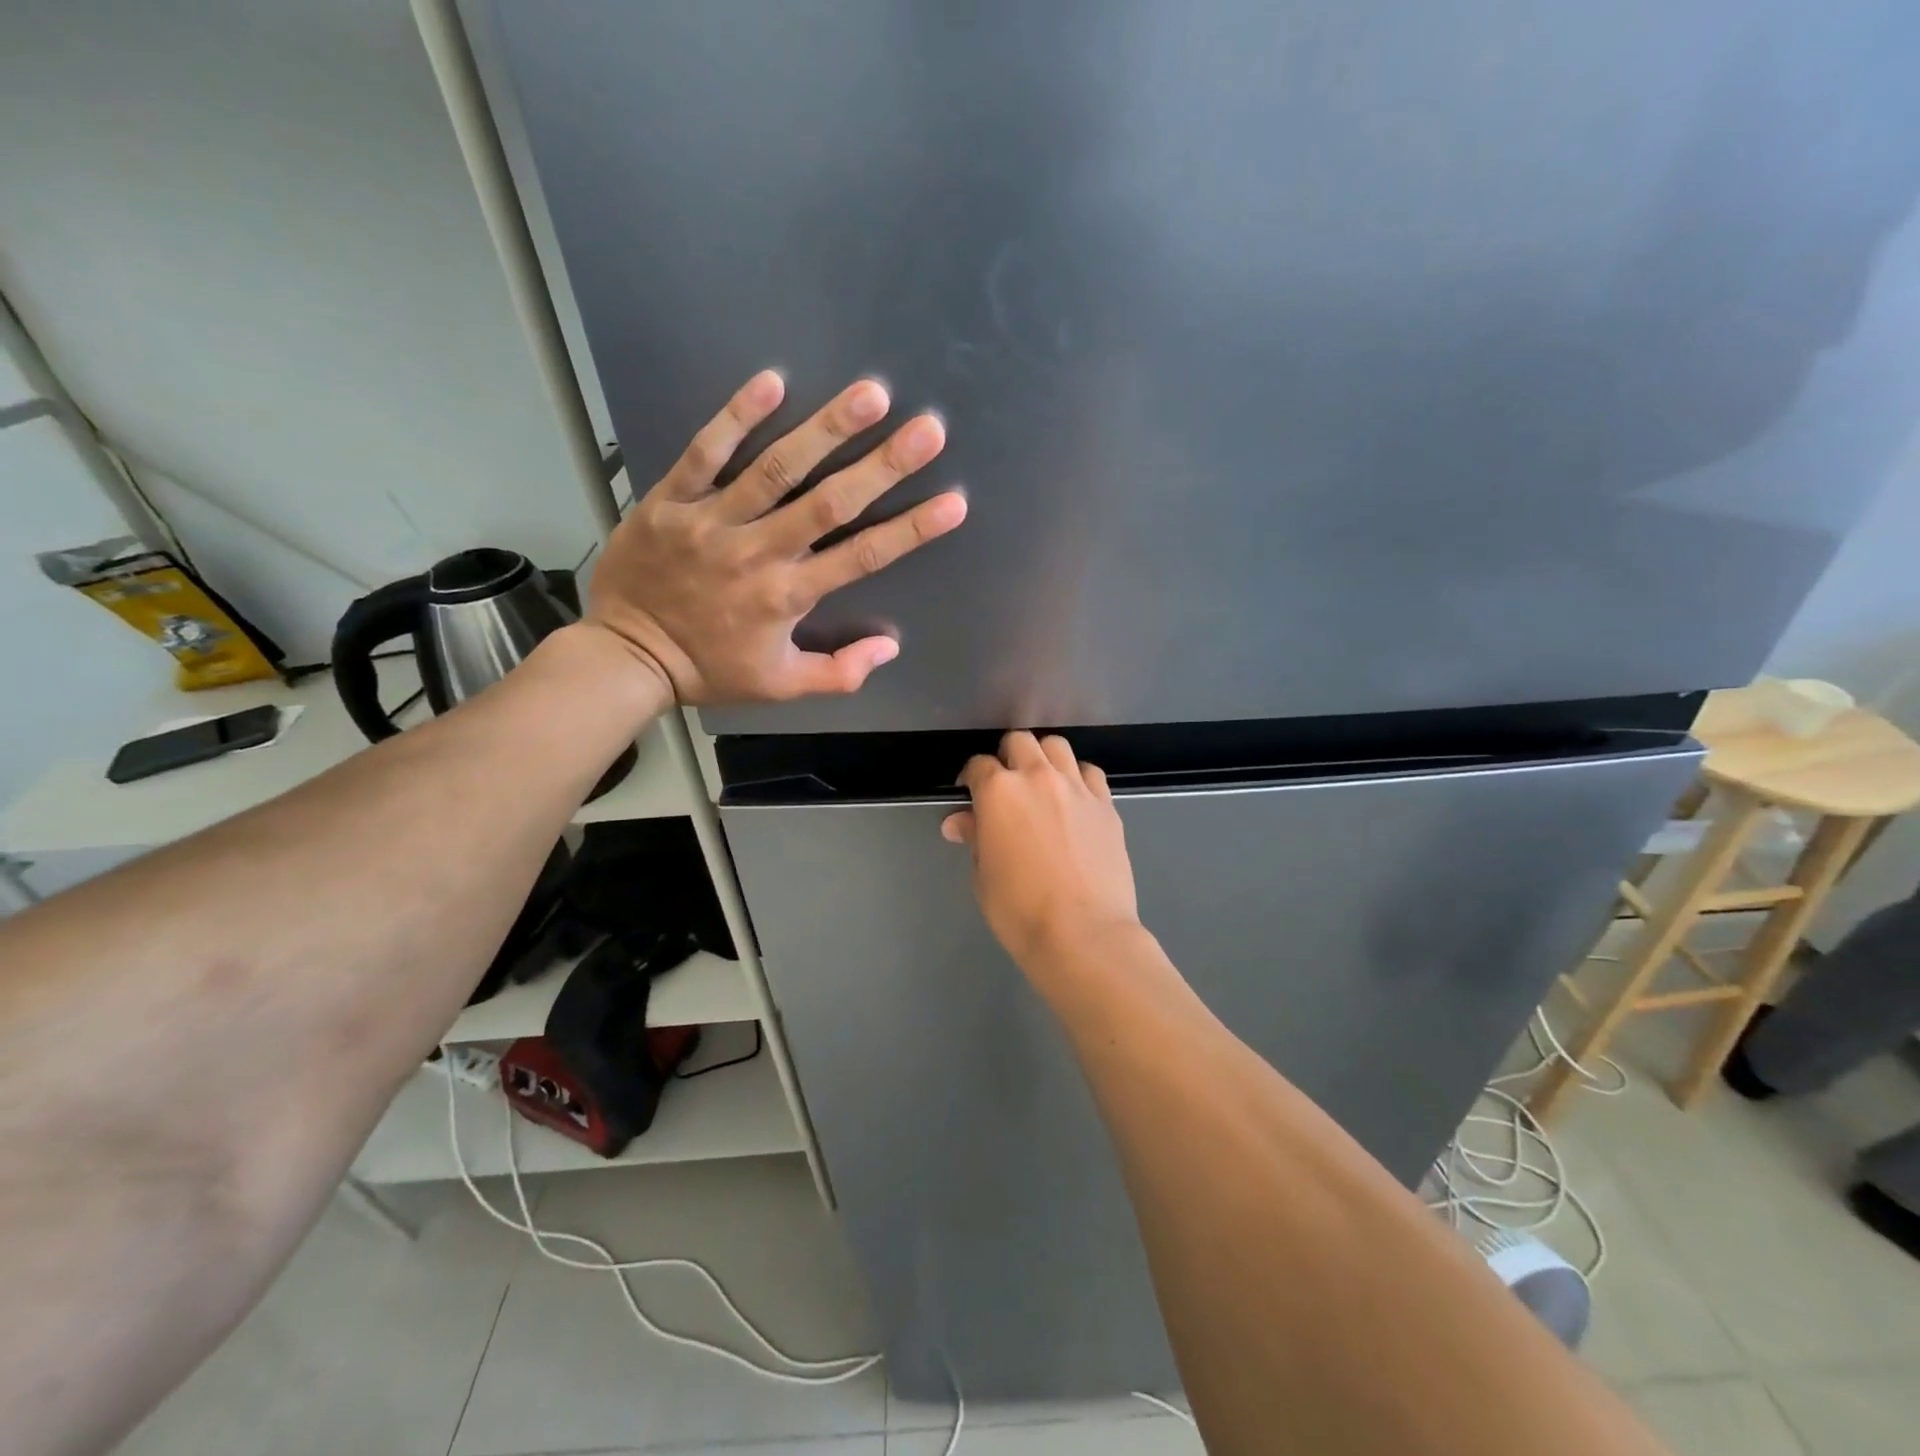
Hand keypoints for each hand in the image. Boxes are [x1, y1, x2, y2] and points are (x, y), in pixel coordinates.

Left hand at [585, 371, 966, 702]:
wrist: (627, 656)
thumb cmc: (711, 670)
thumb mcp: (780, 687)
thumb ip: (839, 672)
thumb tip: (890, 648)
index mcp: (788, 597)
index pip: (862, 557)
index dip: (911, 530)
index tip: (953, 502)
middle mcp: (758, 553)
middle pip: (830, 503)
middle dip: (883, 465)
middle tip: (927, 429)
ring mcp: (712, 522)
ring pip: (775, 468)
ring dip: (826, 429)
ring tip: (870, 393)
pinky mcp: (670, 501)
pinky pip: (704, 452)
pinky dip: (736, 416)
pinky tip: (772, 380)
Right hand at [942, 732, 1141, 968]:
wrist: (1084, 934)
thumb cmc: (1020, 911)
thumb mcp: (983, 876)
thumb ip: (974, 838)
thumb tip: (960, 823)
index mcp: (999, 792)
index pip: (978, 766)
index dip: (970, 778)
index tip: (969, 792)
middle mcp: (1038, 778)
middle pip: (1019, 742)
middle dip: (1007, 756)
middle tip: (1005, 784)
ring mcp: (1077, 788)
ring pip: (1057, 746)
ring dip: (1043, 757)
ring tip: (1040, 781)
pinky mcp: (1106, 804)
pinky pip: (1090, 773)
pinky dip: (1077, 777)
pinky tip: (1073, 798)